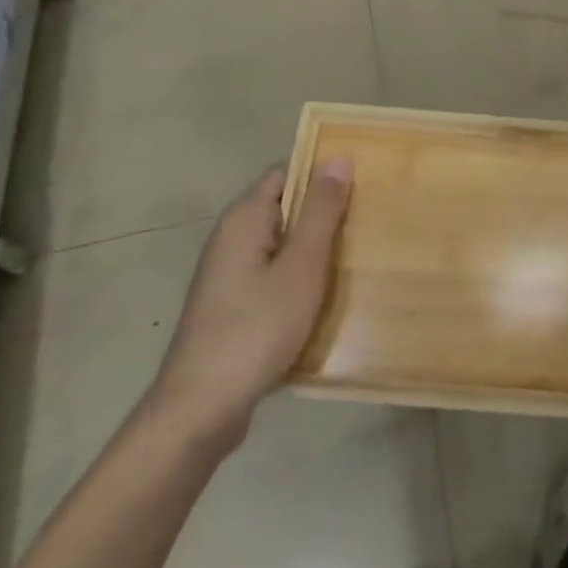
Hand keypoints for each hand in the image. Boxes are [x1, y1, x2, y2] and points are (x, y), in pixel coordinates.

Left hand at [145, 160, 350, 453]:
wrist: (199, 410)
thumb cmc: (256, 328)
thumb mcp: (301, 266)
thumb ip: (320, 211)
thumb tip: (338, 157)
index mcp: (244, 219)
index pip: (286, 172)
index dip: (322, 173)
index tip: (361, 183)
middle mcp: (231, 238)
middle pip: (285, 208)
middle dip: (323, 213)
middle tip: (367, 220)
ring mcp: (228, 275)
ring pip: (281, 245)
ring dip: (314, 249)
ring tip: (355, 256)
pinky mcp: (231, 306)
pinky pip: (273, 275)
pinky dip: (298, 278)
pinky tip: (324, 297)